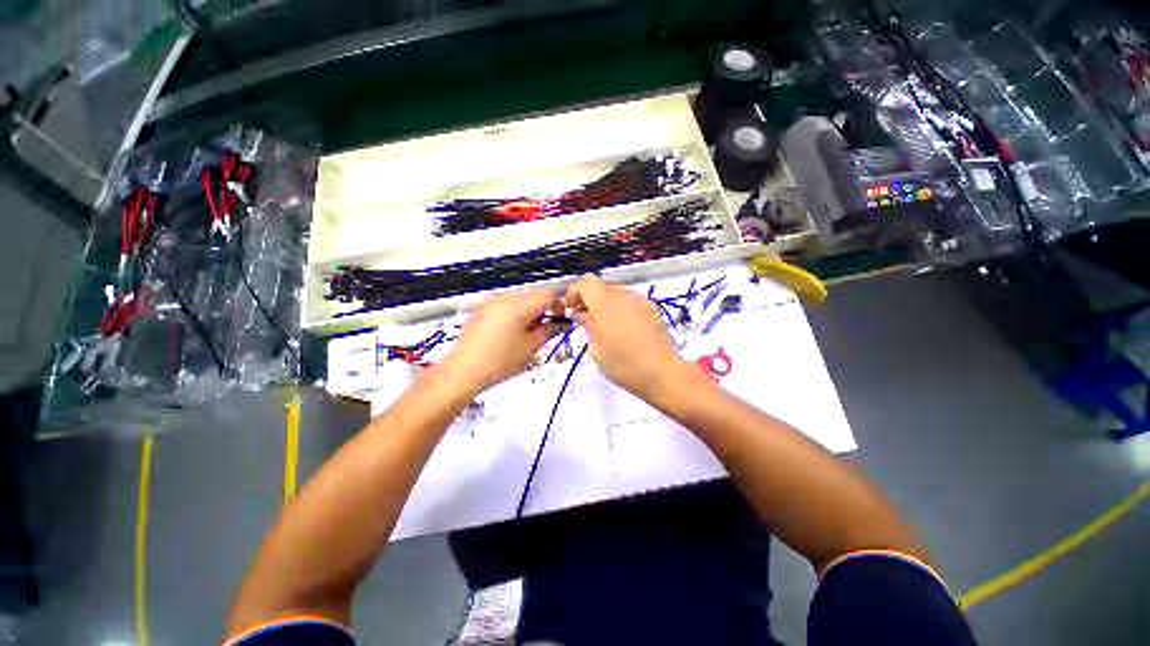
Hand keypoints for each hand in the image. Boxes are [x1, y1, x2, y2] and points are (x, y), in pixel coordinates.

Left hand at [440, 287, 564, 395]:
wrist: (463, 371)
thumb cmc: (501, 361)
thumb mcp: (530, 347)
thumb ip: (549, 330)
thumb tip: (561, 322)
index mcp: (519, 305)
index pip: (548, 293)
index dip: (558, 304)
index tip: (558, 320)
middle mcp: (505, 296)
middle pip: (534, 293)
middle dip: (544, 307)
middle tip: (544, 328)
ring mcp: (491, 300)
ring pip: (520, 296)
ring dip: (529, 309)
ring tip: (526, 331)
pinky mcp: (482, 306)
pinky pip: (506, 302)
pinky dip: (515, 310)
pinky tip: (509, 330)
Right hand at [563, 275, 687, 398]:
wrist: (662, 372)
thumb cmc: (623, 363)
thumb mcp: (596, 347)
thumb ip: (587, 324)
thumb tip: (582, 314)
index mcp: (605, 302)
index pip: (585, 282)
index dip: (573, 292)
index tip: (570, 308)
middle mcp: (623, 294)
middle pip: (600, 285)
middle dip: (589, 298)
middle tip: (584, 317)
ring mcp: (640, 300)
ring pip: (616, 292)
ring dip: (605, 303)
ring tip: (604, 324)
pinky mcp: (652, 308)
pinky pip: (630, 300)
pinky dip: (620, 308)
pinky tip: (622, 327)